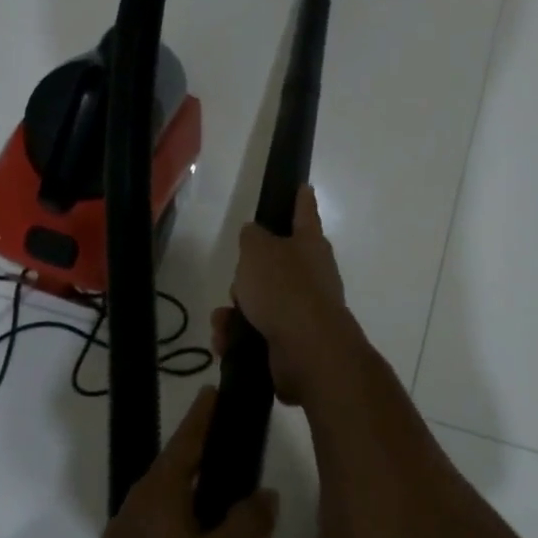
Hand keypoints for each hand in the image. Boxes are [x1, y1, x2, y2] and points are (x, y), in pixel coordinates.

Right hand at [213, 185, 364, 407]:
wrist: (307, 350)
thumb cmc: (284, 288)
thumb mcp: (257, 250)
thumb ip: (252, 237)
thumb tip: (255, 235)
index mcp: (309, 244)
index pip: (304, 212)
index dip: (301, 199)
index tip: (304, 187)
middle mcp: (313, 274)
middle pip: (276, 264)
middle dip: (250, 274)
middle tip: (238, 280)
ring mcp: (305, 310)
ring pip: (262, 301)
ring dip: (237, 310)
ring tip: (224, 320)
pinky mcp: (293, 341)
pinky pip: (258, 332)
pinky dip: (239, 337)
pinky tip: (226, 342)